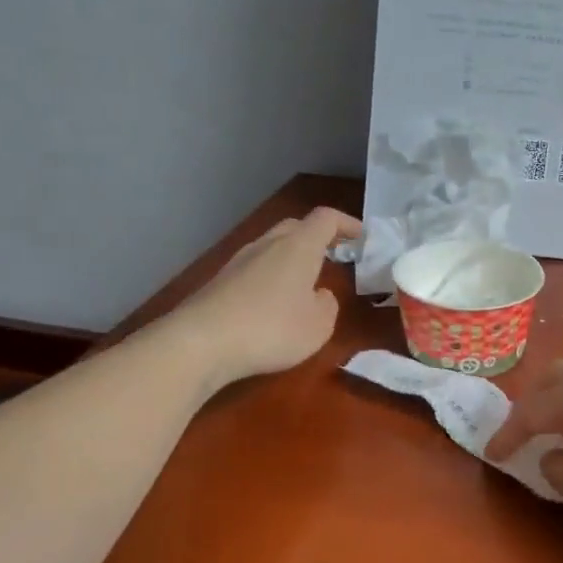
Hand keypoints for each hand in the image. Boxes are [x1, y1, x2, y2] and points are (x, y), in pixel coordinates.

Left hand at [169, 206, 362, 388]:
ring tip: (305, 281)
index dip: (347, 224)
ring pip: (272, 246)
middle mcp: (268, 244)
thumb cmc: (271, 329)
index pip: (326, 219)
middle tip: (335, 255)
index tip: (362, 237)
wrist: (201, 343)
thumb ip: (328, 305)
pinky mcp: (220, 281)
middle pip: (296, 227)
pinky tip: (273, 302)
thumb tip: (319, 295)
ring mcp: (239, 260)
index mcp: (298, 247)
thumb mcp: (319, 326)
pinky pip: (255, 268)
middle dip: (318, 237)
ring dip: (292, 257)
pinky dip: (271, 275)